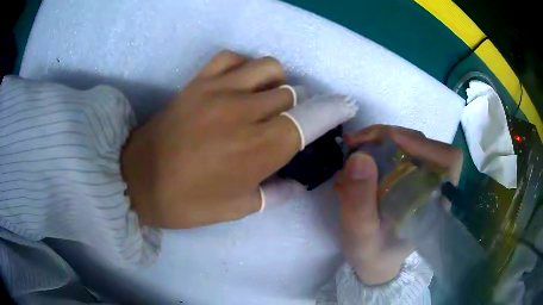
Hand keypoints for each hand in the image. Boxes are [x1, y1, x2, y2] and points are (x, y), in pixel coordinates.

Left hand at [121, 50, 356, 228]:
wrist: (138, 180)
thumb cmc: (187, 202)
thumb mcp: (236, 209)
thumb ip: (275, 194)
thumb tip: (298, 183)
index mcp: (260, 149)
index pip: (310, 121)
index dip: (333, 110)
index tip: (345, 105)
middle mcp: (246, 113)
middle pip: (292, 94)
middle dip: (298, 107)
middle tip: (287, 121)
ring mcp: (219, 91)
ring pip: (269, 68)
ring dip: (277, 83)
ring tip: (266, 99)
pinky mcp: (198, 82)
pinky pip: (232, 58)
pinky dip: (244, 66)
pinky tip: (240, 83)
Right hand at [336, 125, 462, 284]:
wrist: (374, 262)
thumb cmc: (372, 254)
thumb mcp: (361, 237)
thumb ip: (360, 204)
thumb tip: (358, 157)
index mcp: (434, 203)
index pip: (449, 160)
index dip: (423, 145)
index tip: (387, 143)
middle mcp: (433, 186)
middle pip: (422, 144)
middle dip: (388, 137)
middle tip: (355, 144)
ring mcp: (421, 179)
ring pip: (408, 143)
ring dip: (379, 141)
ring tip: (353, 152)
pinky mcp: (408, 176)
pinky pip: (397, 150)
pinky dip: (376, 147)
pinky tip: (358, 161)